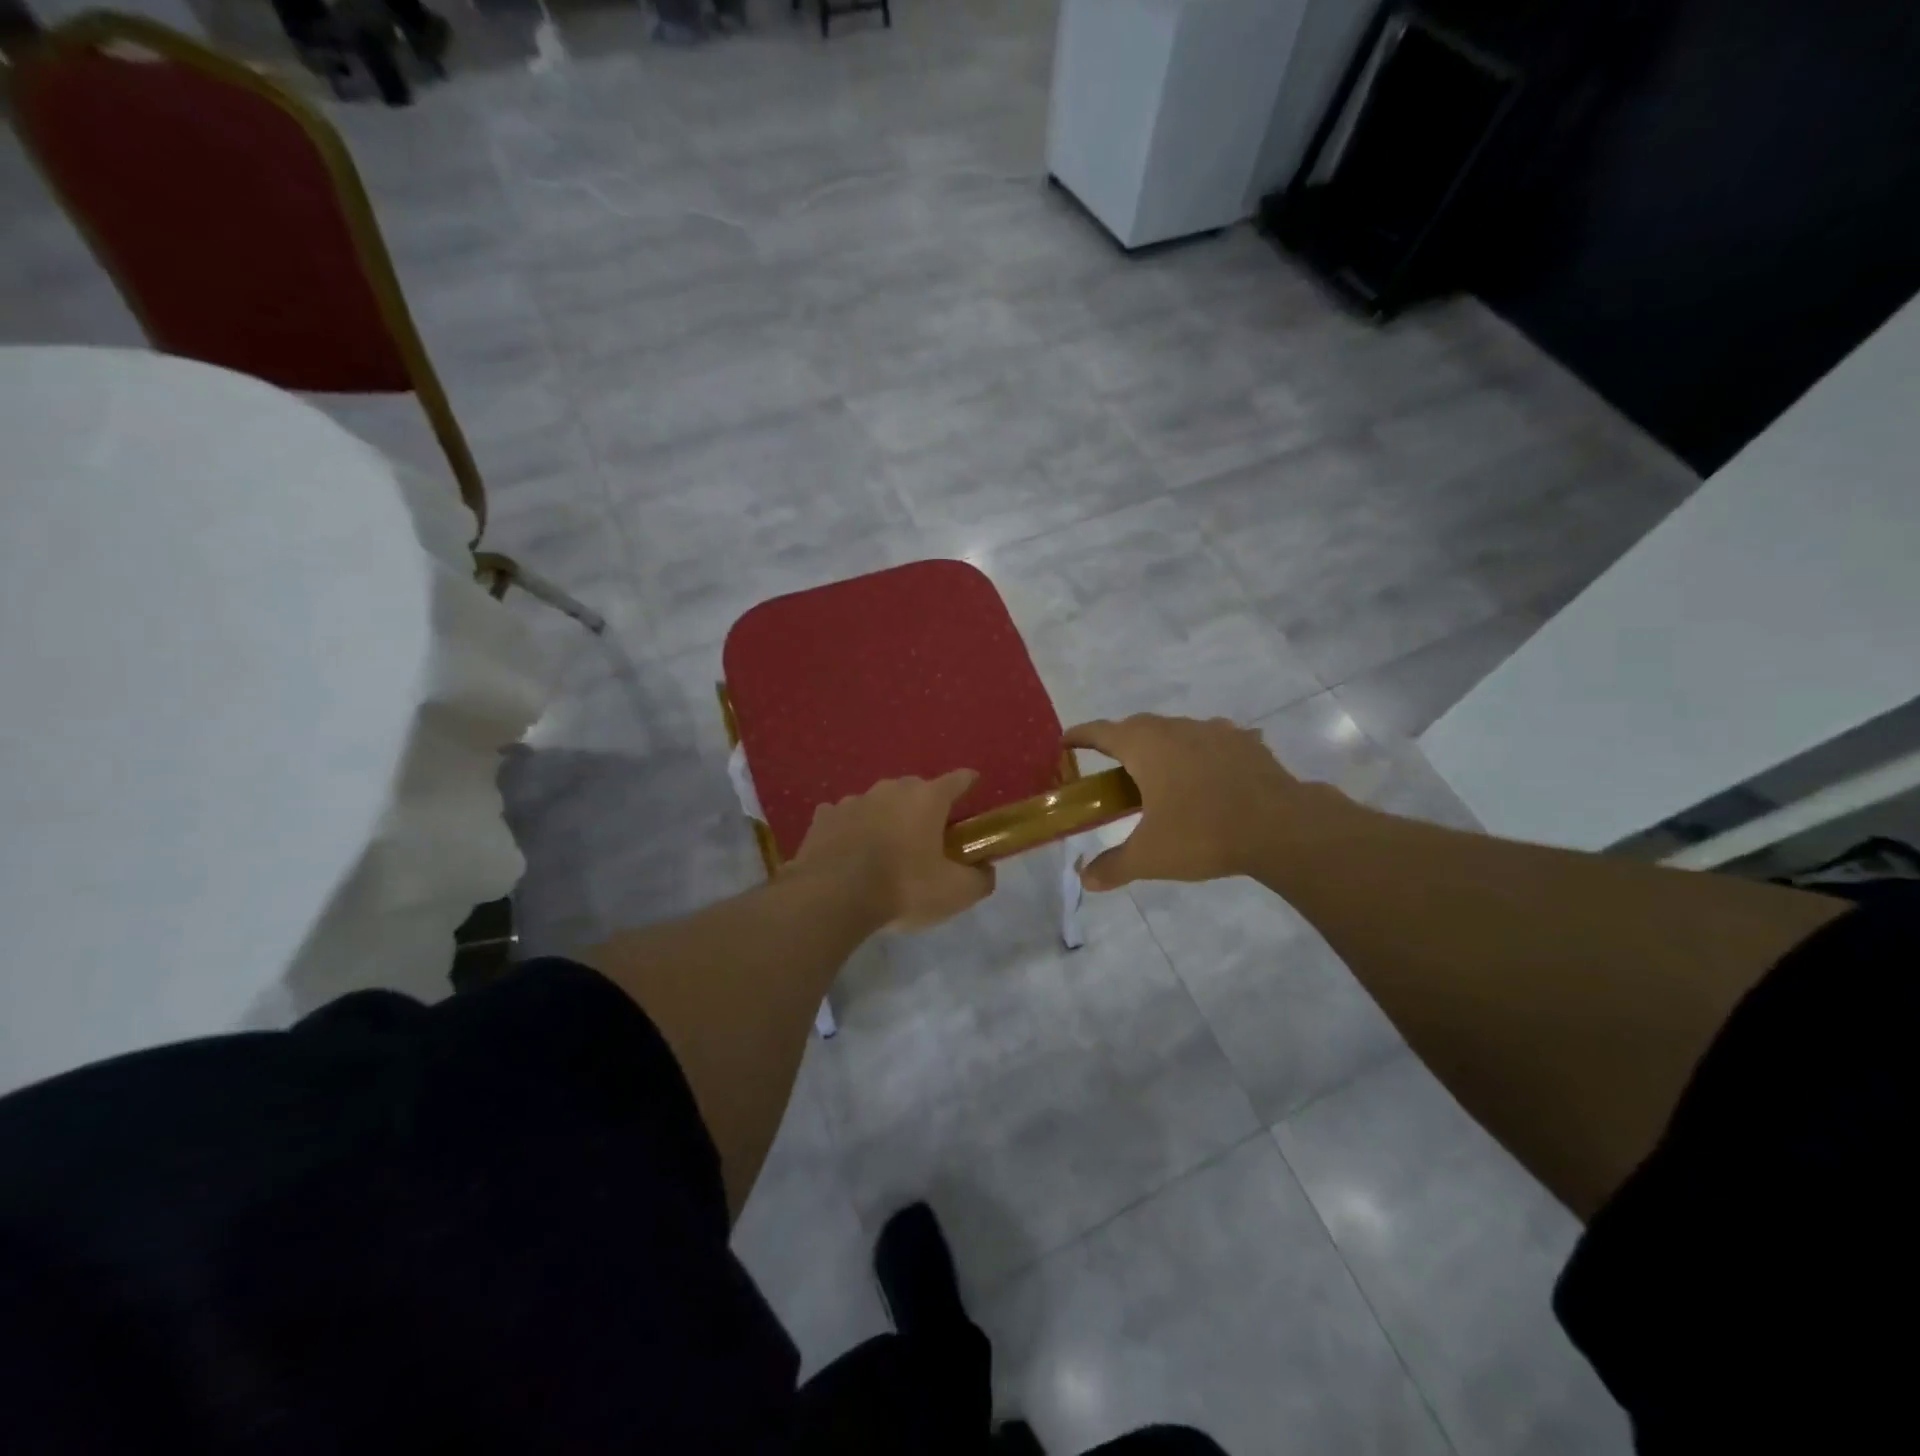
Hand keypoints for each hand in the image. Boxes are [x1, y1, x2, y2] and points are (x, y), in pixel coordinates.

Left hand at [790, 769, 995, 929]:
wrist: (832, 897)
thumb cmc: (902, 888)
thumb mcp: (955, 893)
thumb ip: (980, 879)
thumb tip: (985, 870)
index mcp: (927, 798)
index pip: (958, 780)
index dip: (968, 783)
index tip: (973, 787)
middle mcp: (891, 789)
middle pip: (916, 790)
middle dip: (924, 808)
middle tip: (928, 837)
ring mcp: (853, 799)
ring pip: (879, 803)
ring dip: (886, 818)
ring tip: (886, 849)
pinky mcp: (823, 817)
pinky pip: (845, 817)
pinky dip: (852, 829)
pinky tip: (850, 850)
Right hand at [1063, 715, 1336, 889]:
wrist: (1281, 826)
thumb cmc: (1202, 834)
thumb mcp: (1150, 856)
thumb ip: (1113, 866)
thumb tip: (1085, 879)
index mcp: (1144, 747)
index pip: (1100, 732)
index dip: (1080, 736)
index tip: (1065, 741)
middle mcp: (1175, 729)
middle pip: (1137, 726)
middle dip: (1119, 741)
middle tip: (1112, 766)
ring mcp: (1214, 731)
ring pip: (1176, 730)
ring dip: (1161, 745)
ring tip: (1161, 772)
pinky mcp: (1245, 742)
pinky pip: (1213, 740)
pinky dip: (1201, 752)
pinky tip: (1209, 772)